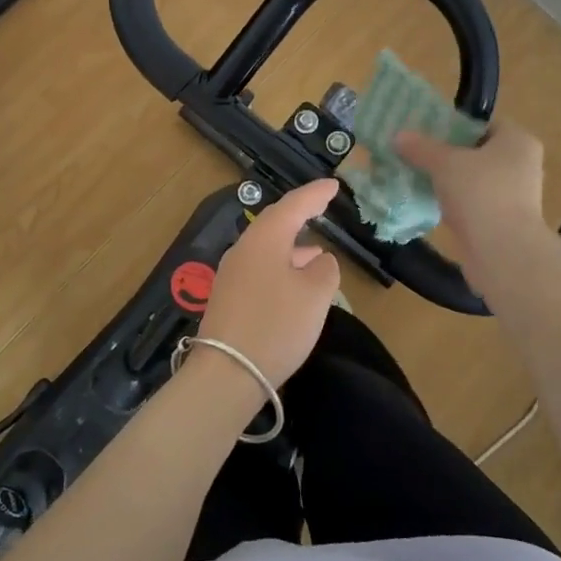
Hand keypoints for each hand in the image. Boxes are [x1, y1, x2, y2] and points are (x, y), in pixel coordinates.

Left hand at [197, 179, 342, 386]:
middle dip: (300, 215)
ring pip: (267, 249)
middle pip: (274, 224)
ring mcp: (232, 275)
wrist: (227, 374)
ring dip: (292, 246)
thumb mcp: (315, 295)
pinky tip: (295, 283)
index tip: (334, 186)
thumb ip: (325, 271)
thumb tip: (319, 261)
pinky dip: (282, 267)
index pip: (293, 205)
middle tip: (321, 206)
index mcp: (264, 239)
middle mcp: (244, 250)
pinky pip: (260, 269)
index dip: (315, 194)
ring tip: (317, 252)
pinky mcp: (229, 299)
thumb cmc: (276, 326)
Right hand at [396, 121, 546, 275]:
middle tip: (416, 154)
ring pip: (474, 181)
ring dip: (449, 182)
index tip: (426, 132)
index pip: (483, 124)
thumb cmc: (480, 193)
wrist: (502, 252)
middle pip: (477, 153)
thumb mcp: (444, 163)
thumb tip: (398, 136)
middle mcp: (522, 166)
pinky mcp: (503, 223)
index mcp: (517, 142)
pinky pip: (473, 205)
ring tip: (416, 178)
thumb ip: (421, 148)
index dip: (454, 125)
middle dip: (447, 155)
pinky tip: (429, 204)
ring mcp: (515, 197)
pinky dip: (454, 204)